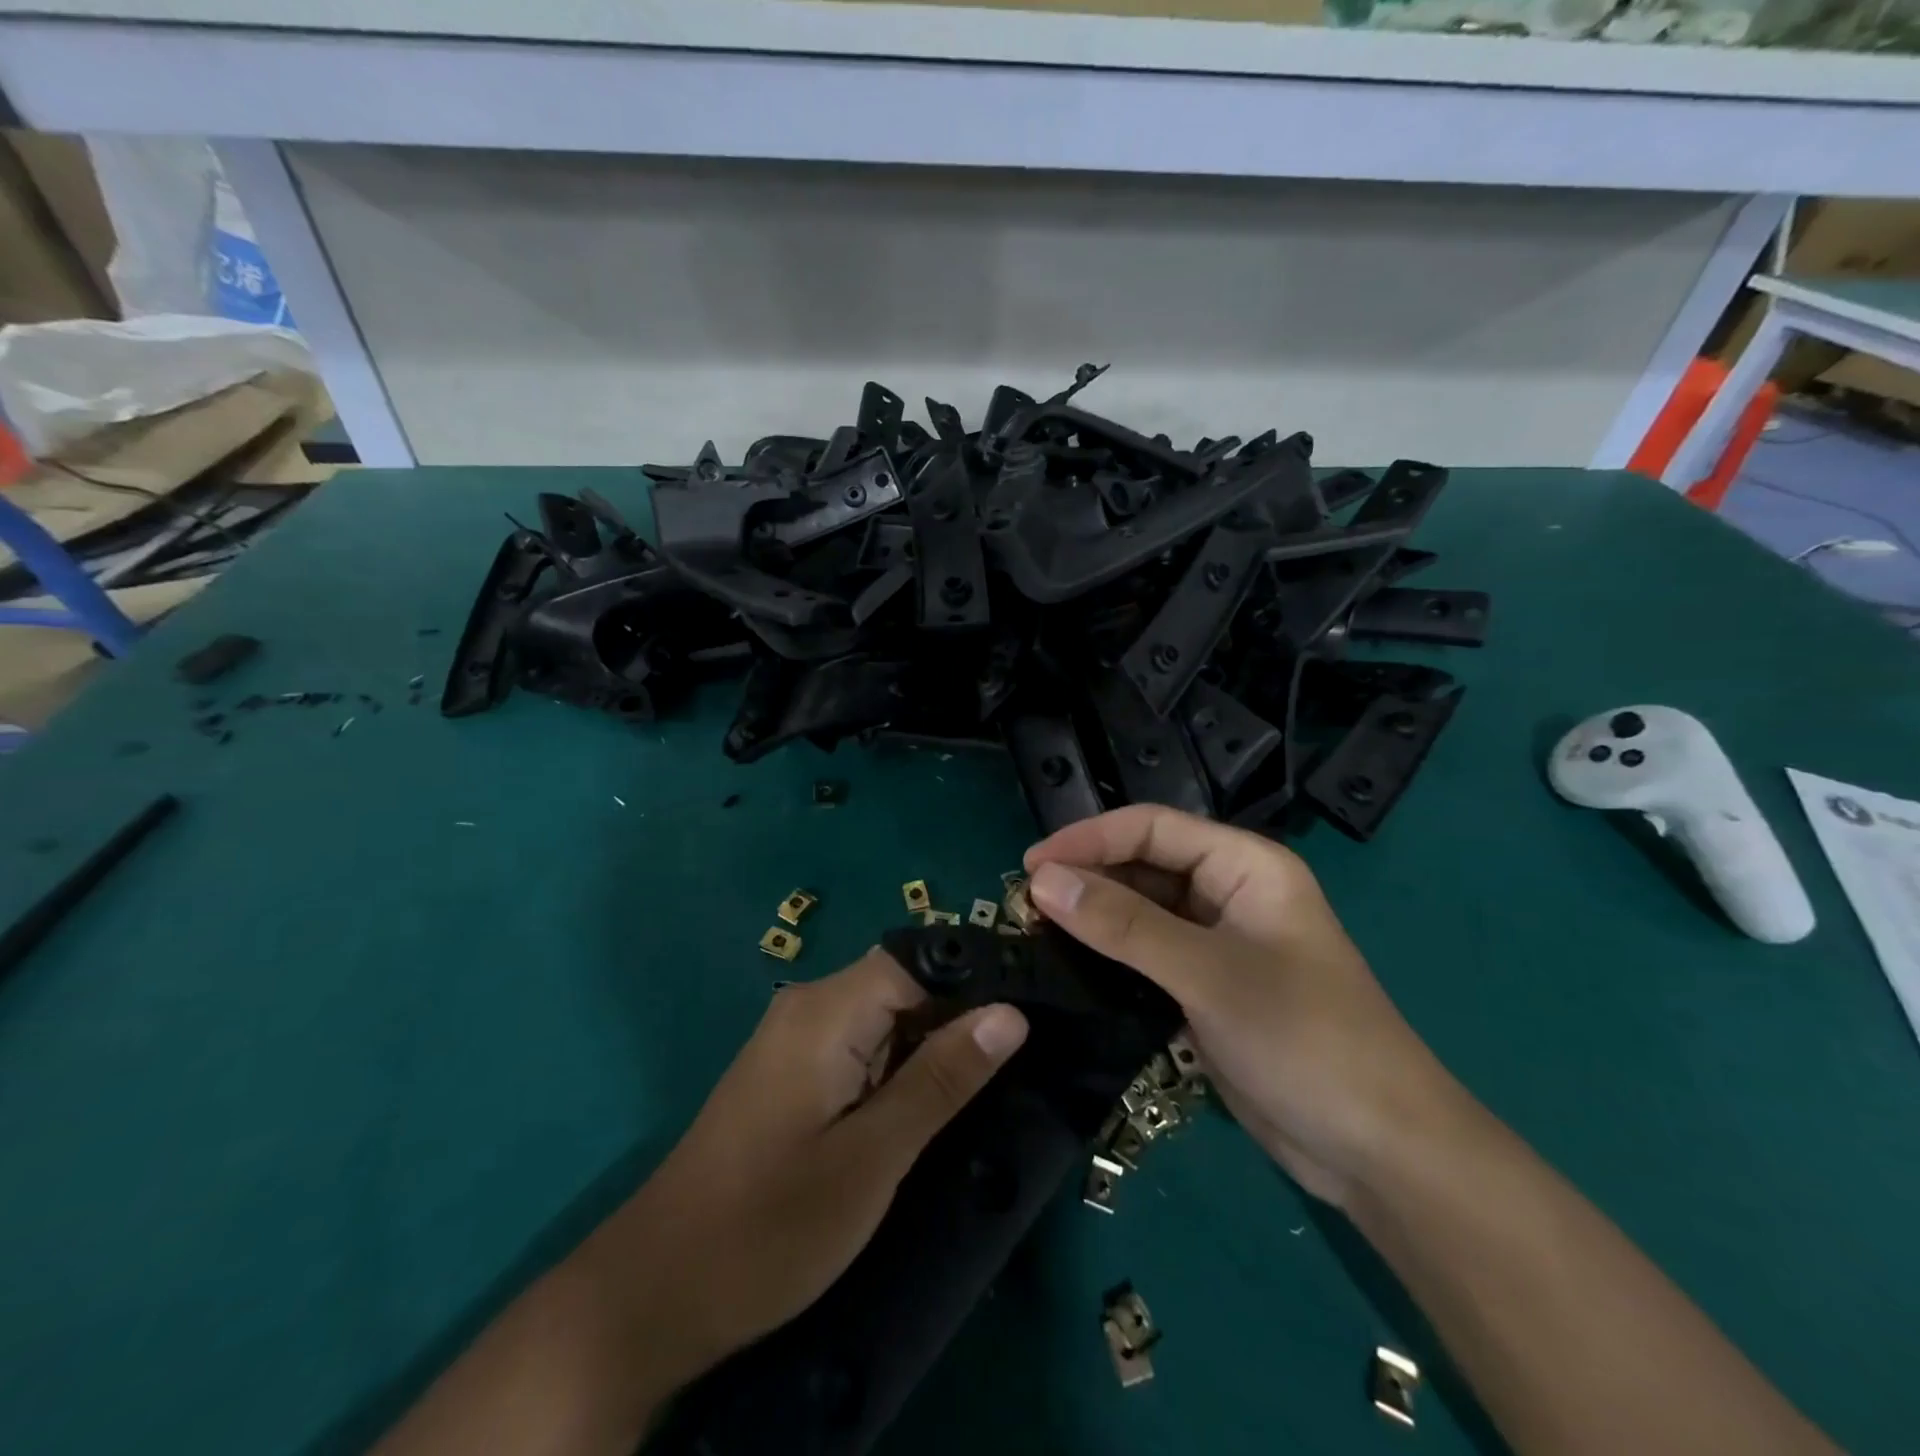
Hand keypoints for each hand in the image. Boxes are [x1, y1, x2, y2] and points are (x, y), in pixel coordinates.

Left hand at [594, 949, 1027, 1383]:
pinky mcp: (796, 1069)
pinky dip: (904, 1062)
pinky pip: (864, 1042)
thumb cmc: (770, 1227)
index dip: (978, 978)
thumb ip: (941, 1078)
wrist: (658, 1290)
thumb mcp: (872, 1158)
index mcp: (827, 1010)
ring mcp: (799, 1037)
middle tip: (1031, 1049)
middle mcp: (811, 1005)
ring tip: (1000, 1073)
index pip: (919, 960)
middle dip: (962, 1012)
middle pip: (904, 981)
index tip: (1039, 1007)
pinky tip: (940, 1095)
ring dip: (936, 1041)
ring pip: (887, 1013)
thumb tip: (1010, 1013)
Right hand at [1025, 806, 1463, 1207]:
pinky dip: (1108, 955)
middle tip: (1023, 903)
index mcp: (1245, 865)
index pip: (1152, 828)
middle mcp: (1229, 893)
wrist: (1376, 1151)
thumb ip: (1123, 925)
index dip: (1089, 838)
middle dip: (1086, 878)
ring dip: (1092, 917)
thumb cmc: (1304, 1039)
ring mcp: (1217, 943)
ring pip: (1140, 911)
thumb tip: (1042, 880)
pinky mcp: (1205, 987)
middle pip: (1143, 865)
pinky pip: (1146, 955)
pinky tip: (1068, 965)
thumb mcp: (1208, 973)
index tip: (1030, 865)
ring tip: (1034, 930)